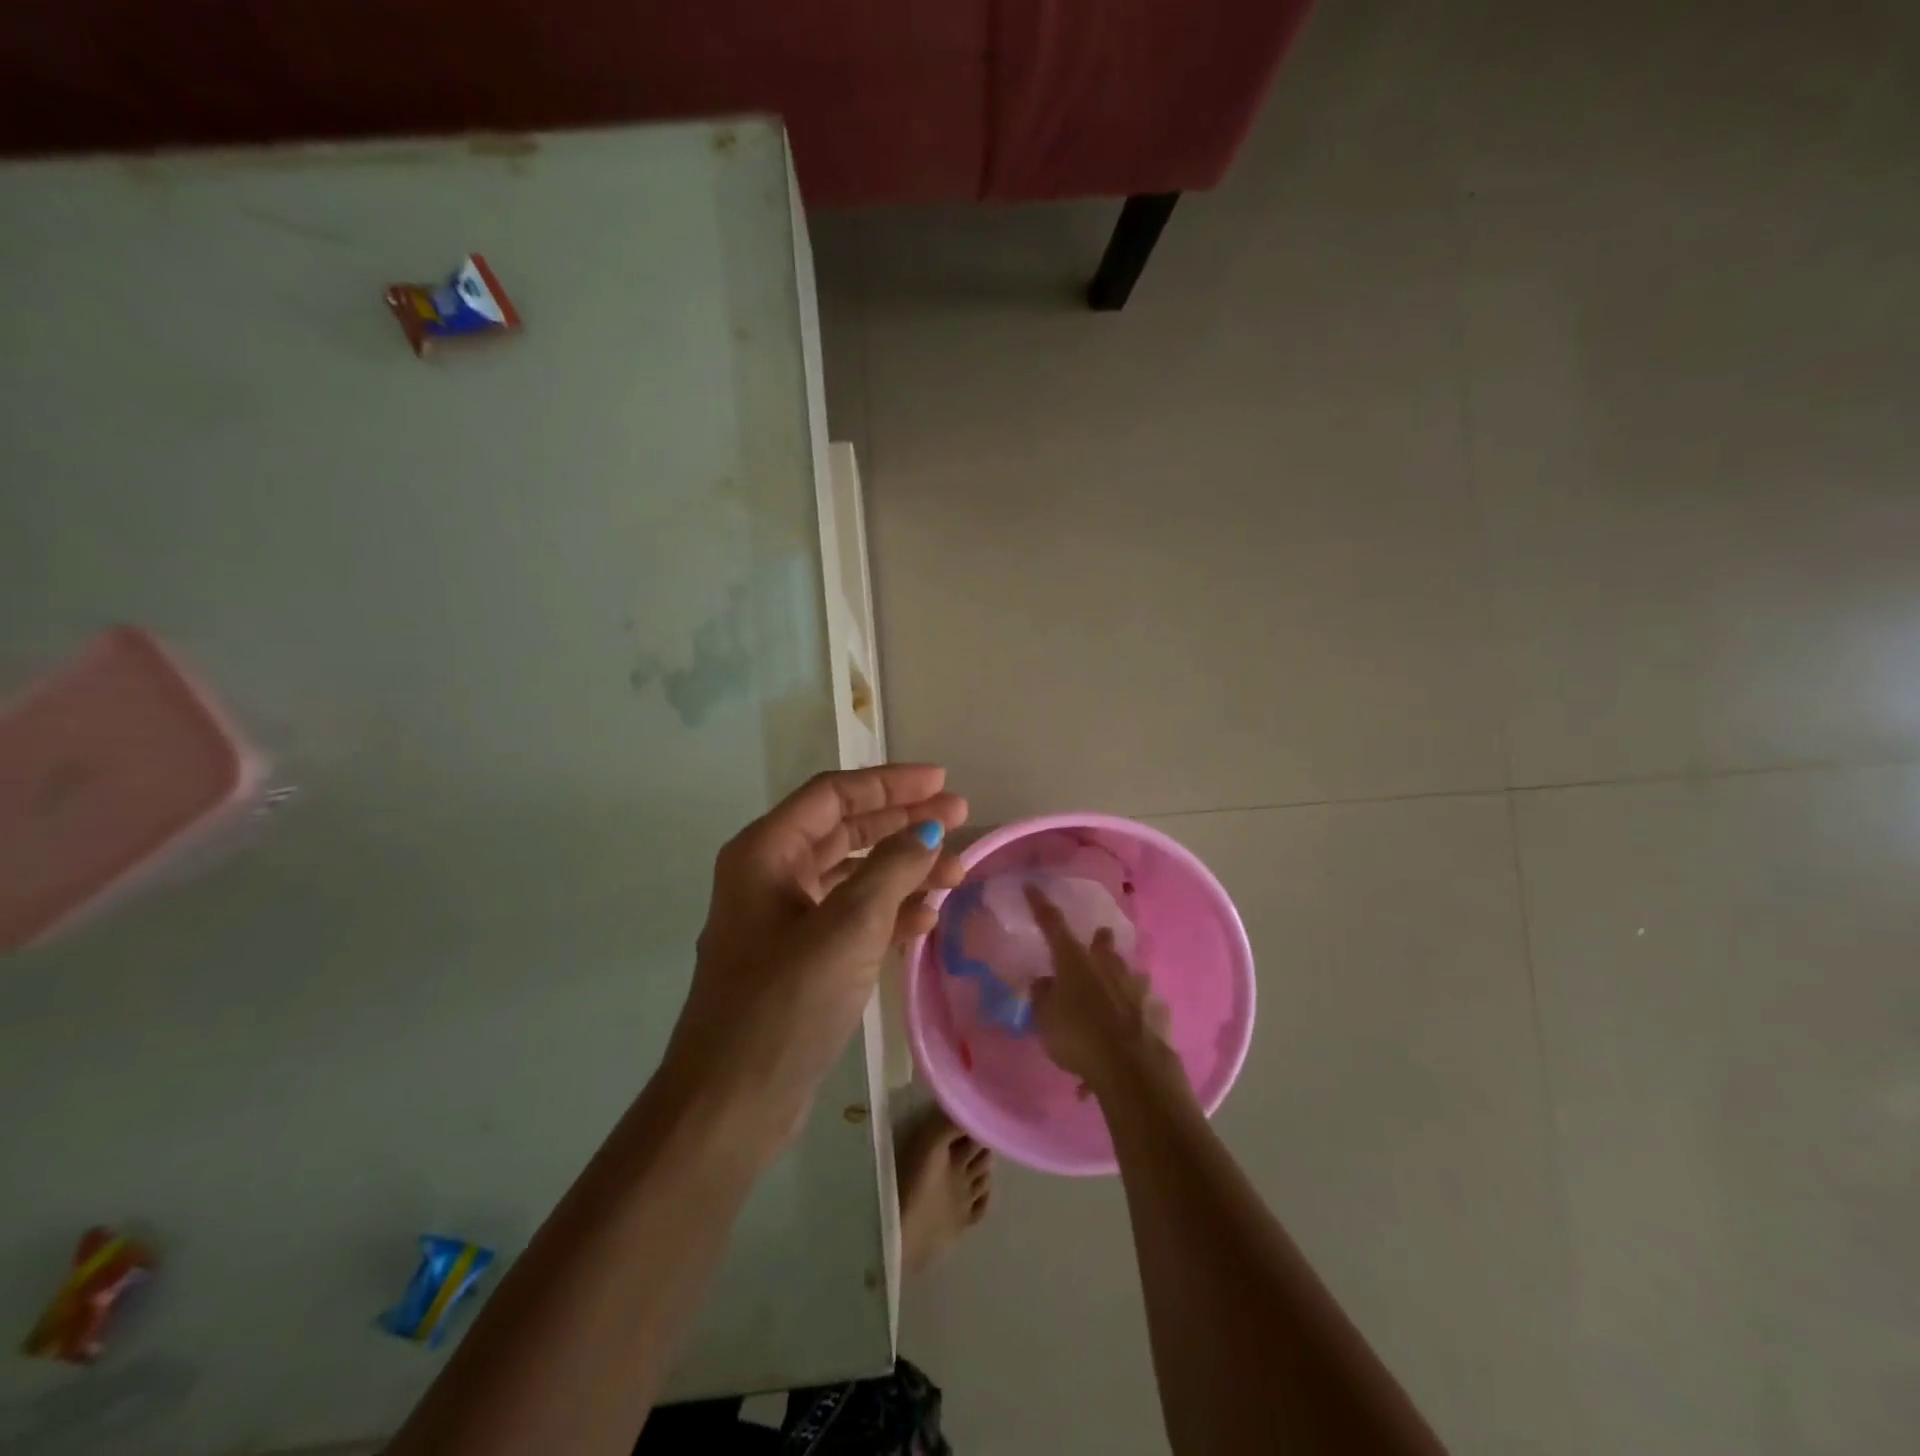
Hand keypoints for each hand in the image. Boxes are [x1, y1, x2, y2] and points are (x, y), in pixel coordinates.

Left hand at [666, 767, 967, 1156]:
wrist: (732, 1103)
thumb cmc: (787, 1001)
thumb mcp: (849, 926)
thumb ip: (893, 868)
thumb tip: (929, 829)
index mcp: (766, 851)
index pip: (835, 794)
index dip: (891, 784)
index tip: (943, 781)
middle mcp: (770, 875)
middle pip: (847, 830)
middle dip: (905, 823)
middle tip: (962, 816)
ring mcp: (784, 919)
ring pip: (854, 875)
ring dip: (904, 870)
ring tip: (957, 873)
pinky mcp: (800, 957)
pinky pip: (851, 916)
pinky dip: (889, 911)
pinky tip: (927, 917)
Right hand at [1026, 886, 1185, 1103]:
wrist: (1133, 1070)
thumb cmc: (1078, 1038)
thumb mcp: (1045, 1020)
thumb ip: (1042, 997)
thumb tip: (1044, 981)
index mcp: (1075, 962)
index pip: (1053, 925)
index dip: (1040, 905)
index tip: (1032, 886)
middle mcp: (1109, 966)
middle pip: (1104, 944)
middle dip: (1100, 941)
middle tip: (1096, 942)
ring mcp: (1138, 987)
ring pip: (1129, 974)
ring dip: (1120, 981)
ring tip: (1113, 999)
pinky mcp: (1158, 1012)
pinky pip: (1144, 1008)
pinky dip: (1135, 1016)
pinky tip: (1129, 1035)